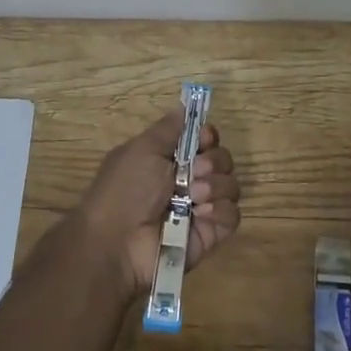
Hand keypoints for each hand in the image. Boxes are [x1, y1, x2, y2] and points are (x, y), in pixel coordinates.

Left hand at [77, 108, 239, 298]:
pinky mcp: (211, 234)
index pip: (206, 140)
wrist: (117, 243)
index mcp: (170, 160)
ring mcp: (201, 209)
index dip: (208, 136)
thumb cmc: (124, 190)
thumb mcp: (141, 150)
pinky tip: (201, 214)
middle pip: (222, 159)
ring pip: (231, 185)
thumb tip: (185, 107)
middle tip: (193, 172)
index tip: (203, 139)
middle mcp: (189, 181)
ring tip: (193, 196)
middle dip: (211, 161)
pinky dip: (220, 210)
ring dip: (215, 185)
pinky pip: (233, 214)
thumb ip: (167, 129)